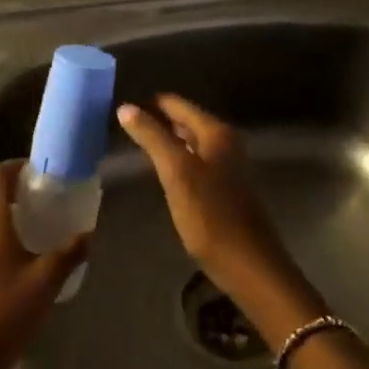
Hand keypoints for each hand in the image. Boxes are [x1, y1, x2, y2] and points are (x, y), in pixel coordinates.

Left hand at [0, 160, 87, 368]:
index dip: (17, 166)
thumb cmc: (6, 312)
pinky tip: (22, 248)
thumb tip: (89, 232)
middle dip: (16, 186)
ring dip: (7, 208)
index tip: (42, 170)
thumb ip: (70, 252)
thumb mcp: (46, 281)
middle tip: (46, 194)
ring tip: (38, 219)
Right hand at [115, 95, 322, 341]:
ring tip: (132, 146)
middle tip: (120, 128)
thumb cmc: (211, 216)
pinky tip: (157, 172)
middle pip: (182, 120)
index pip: (174, 103)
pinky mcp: (222, 187)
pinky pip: (192, 161)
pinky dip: (173, 160)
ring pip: (187, 141)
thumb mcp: (176, 173)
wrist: (249, 265)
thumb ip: (152, 137)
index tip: (119, 110)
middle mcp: (224, 141)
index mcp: (215, 131)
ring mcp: (225, 164)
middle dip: (154, 121)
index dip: (147, 104)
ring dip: (162, 141)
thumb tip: (125, 107)